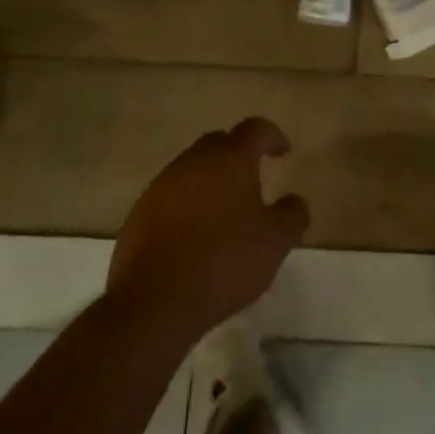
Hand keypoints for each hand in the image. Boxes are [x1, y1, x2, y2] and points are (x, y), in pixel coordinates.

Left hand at [106, 118, 309, 341]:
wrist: (152, 304)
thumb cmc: (223, 263)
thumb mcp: (275, 243)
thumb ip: (292, 215)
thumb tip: (295, 201)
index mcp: (229, 159)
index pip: (255, 129)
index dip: (272, 136)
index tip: (283, 151)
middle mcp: (194, 162)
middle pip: (219, 143)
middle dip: (238, 155)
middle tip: (252, 180)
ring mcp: (161, 186)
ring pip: (192, 170)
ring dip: (210, 182)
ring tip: (223, 213)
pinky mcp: (139, 214)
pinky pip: (170, 197)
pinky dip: (186, 206)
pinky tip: (193, 237)